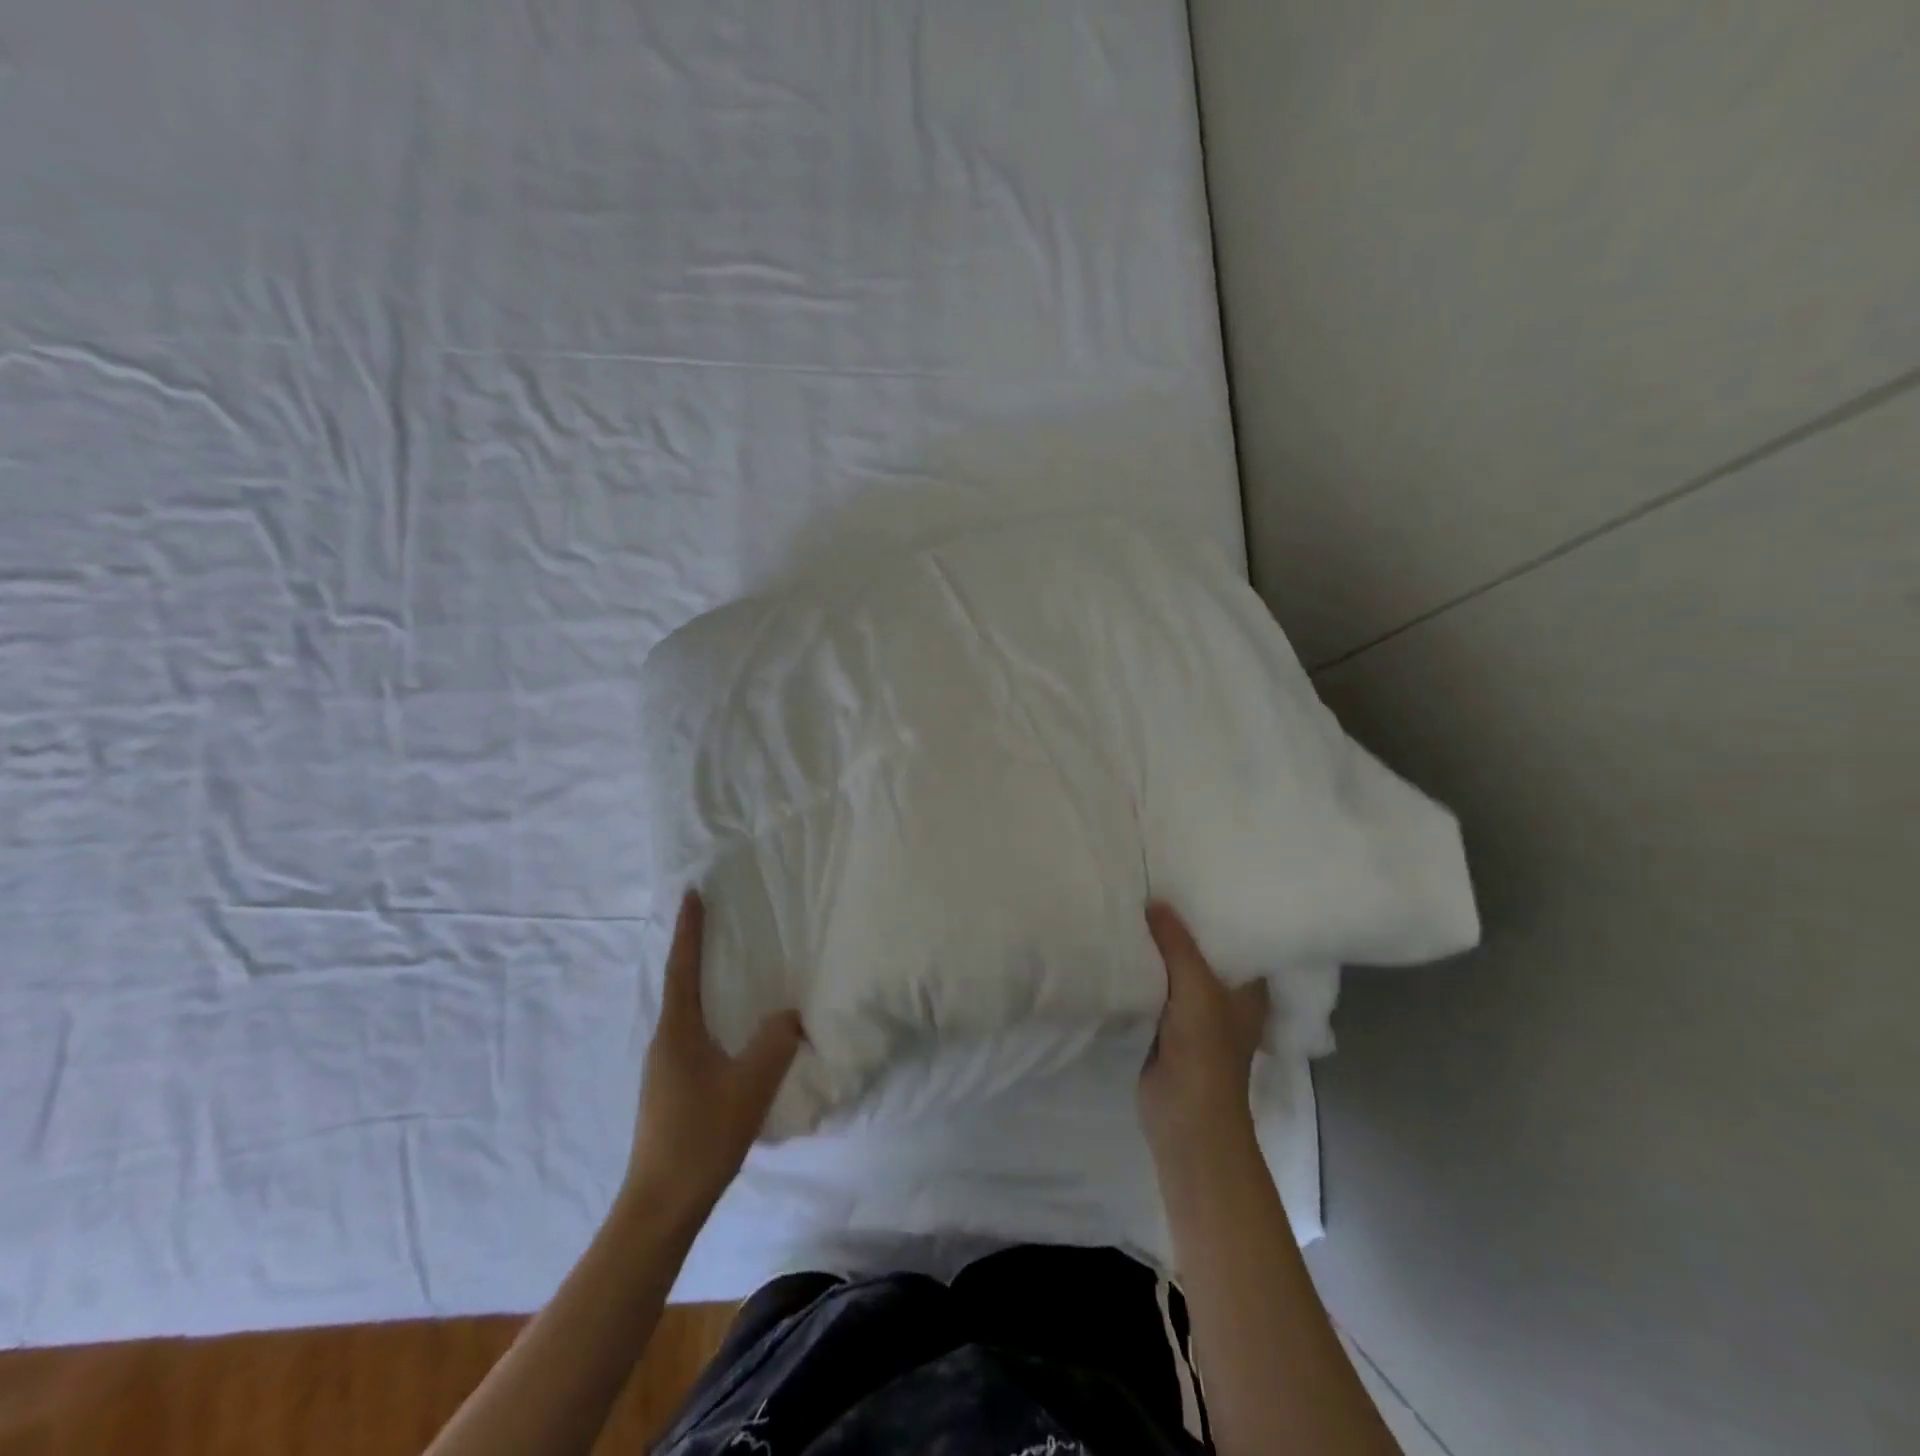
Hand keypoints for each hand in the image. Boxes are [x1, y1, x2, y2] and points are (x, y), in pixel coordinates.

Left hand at [627, 891, 803, 1215]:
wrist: (661, 1205)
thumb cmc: (703, 1135)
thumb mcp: (751, 1083)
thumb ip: (776, 1040)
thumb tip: (789, 1015)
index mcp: (678, 1031)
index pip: (683, 967)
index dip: (689, 929)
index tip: (692, 893)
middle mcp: (665, 1041)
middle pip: (680, 984)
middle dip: (695, 950)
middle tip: (717, 922)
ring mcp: (664, 1067)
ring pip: (686, 1012)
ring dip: (703, 984)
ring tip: (727, 969)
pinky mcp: (671, 1088)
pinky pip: (692, 1035)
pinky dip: (709, 1015)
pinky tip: (730, 1031)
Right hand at [1138, 901, 1270, 1166]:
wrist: (1184, 1118)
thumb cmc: (1205, 1052)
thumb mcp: (1196, 988)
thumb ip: (1177, 944)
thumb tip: (1155, 901)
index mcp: (1249, 988)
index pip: (1238, 938)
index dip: (1217, 911)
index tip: (1192, 879)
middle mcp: (1225, 996)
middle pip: (1201, 952)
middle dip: (1179, 927)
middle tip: (1154, 885)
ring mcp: (1194, 1013)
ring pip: (1174, 971)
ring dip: (1158, 950)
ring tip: (1134, 907)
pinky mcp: (1166, 1027)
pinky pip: (1154, 990)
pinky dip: (1142, 973)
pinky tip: (1122, 947)